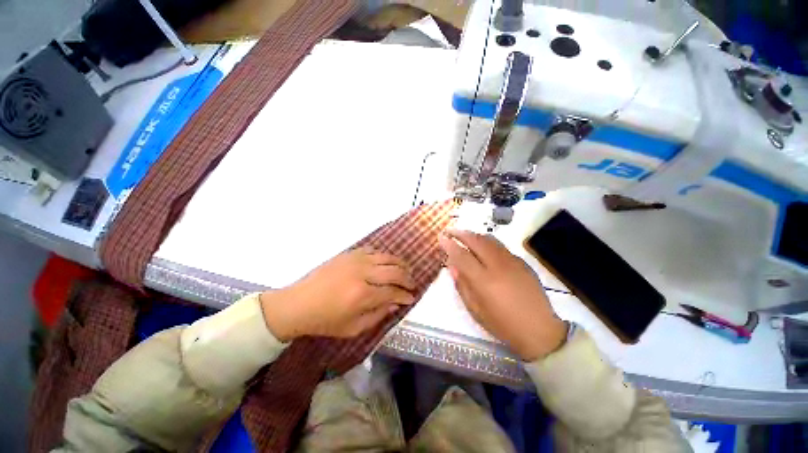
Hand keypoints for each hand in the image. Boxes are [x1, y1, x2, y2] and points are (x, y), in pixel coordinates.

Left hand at [260, 247, 415, 340]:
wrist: (299, 303)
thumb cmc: (325, 321)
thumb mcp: (353, 328)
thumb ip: (378, 315)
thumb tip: (396, 304)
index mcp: (363, 295)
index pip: (393, 291)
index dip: (405, 295)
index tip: (412, 297)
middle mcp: (362, 273)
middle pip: (394, 271)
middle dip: (407, 278)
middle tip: (412, 284)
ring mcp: (355, 260)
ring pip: (386, 257)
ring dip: (399, 264)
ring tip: (405, 270)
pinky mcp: (349, 253)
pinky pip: (373, 250)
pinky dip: (383, 255)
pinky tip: (386, 261)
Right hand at [438, 230, 566, 361]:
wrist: (539, 330)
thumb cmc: (503, 324)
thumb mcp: (476, 310)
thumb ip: (462, 285)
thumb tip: (453, 266)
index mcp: (484, 280)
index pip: (462, 255)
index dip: (449, 244)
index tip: (441, 237)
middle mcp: (498, 265)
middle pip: (476, 241)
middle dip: (461, 233)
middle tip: (451, 231)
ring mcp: (512, 261)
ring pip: (490, 239)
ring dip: (474, 235)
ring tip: (465, 236)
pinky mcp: (522, 262)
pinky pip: (501, 246)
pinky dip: (487, 242)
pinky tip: (484, 247)